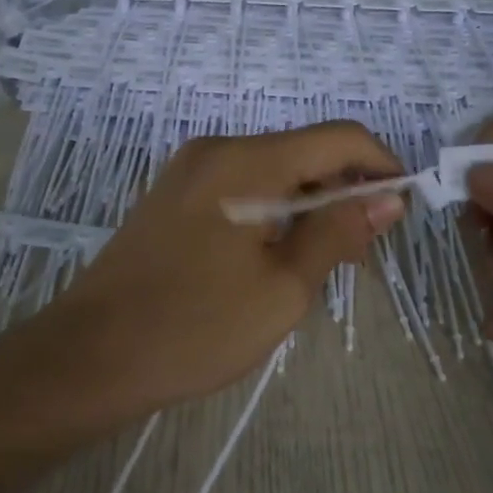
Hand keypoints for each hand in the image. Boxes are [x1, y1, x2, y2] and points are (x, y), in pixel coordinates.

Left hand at [43, 123, 405, 419]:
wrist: (90, 356)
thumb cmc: (194, 327)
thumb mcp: (282, 288)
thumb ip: (338, 232)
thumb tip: (386, 197)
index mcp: (247, 160)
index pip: (338, 136)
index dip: (381, 164)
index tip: (402, 208)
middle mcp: (218, 148)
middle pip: (304, 150)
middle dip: (345, 189)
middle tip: (363, 250)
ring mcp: (190, 169)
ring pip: (274, 170)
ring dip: (310, 203)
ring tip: (324, 261)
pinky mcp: (175, 194)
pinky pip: (243, 185)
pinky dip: (275, 209)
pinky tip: (279, 254)